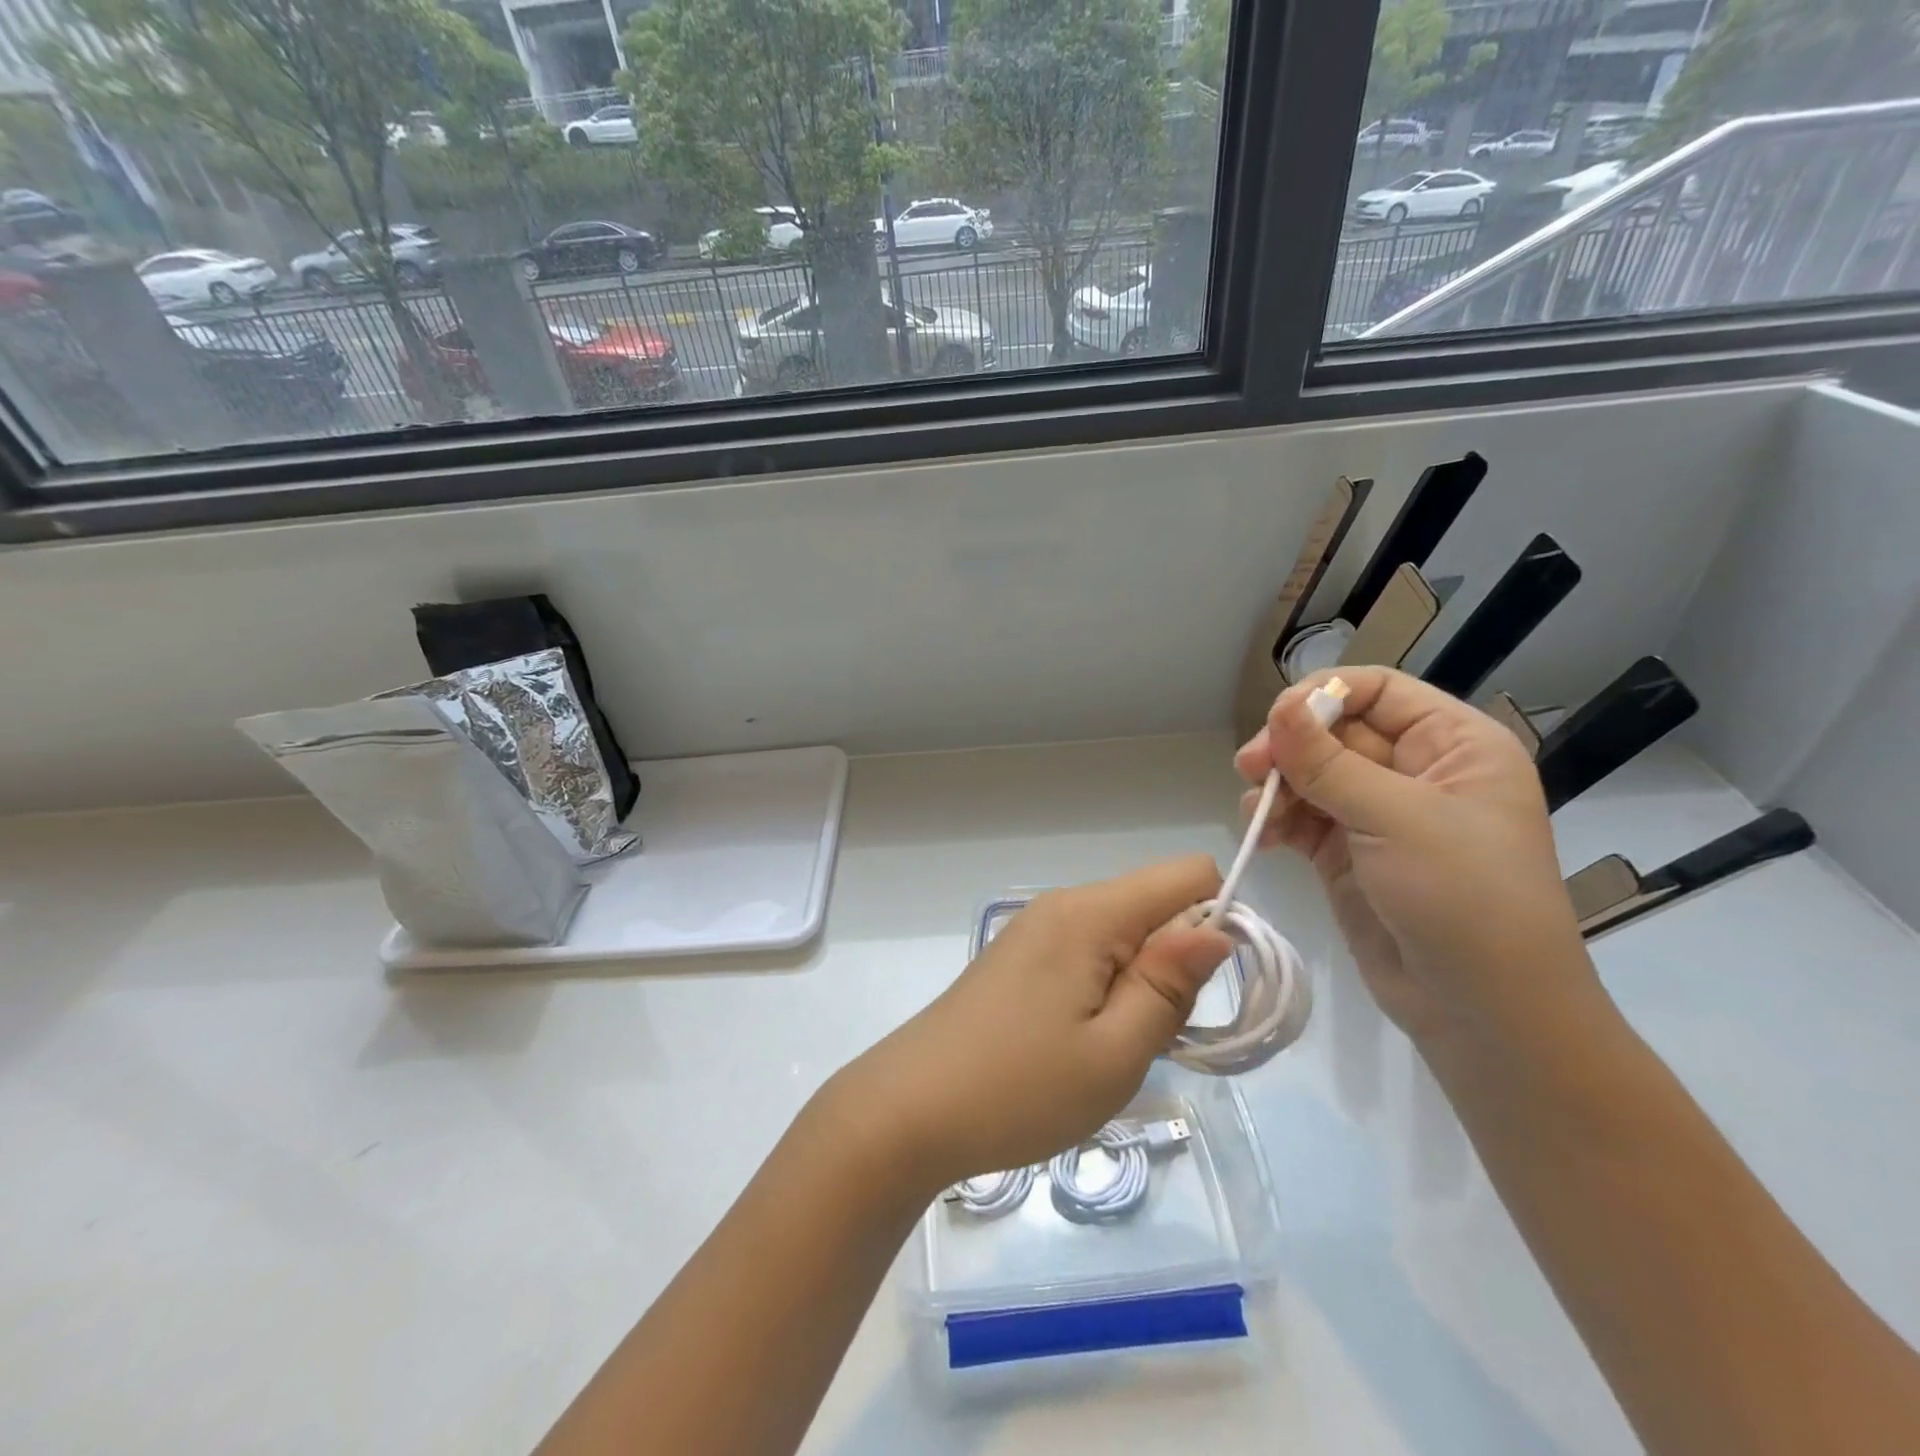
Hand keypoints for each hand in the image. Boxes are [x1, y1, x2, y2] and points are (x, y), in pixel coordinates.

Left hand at [825, 857, 1232, 1190]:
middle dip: (1177, 961)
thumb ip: (1170, 984)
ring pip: (1123, 932)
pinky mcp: (1020, 956)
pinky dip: (1107, 988)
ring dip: (1141, 982)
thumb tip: (1217, 928)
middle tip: (1152, 1035)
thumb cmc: (1019, 1089)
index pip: (1187, 873)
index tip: (1208, 988)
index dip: (1218, 920)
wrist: (909, 1110)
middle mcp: (1063, 904)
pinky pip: (1089, 951)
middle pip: (1155, 903)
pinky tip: (1081, 1042)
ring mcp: (1036, 928)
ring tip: (1113, 1046)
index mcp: (1090, 913)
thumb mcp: (1115, 1052)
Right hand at [1235, 667, 1597, 1048]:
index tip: (1277, 723)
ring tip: (1259, 815)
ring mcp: (1378, 815)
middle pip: (1334, 732)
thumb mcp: (1398, 820)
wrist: (1483, 1014)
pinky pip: (1300, 818)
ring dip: (1277, 787)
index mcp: (1454, 745)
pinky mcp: (1347, 854)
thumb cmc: (1465, 899)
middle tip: (1250, 769)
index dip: (1324, 696)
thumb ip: (1329, 763)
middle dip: (1290, 747)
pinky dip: (1275, 821)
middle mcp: (1416, 771)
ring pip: (1310, 775)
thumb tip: (1279, 706)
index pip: (1378, 691)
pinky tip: (1262, 837)